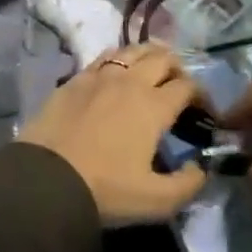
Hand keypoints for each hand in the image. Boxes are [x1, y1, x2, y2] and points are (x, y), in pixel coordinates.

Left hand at [19, 44, 208, 224]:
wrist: (47, 178)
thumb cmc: (105, 189)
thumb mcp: (156, 201)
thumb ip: (188, 185)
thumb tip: (200, 168)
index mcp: (153, 105)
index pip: (187, 86)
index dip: (202, 95)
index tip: (204, 111)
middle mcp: (130, 81)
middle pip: (162, 57)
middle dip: (178, 68)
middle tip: (179, 87)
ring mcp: (100, 75)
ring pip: (133, 50)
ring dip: (149, 56)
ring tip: (152, 71)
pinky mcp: (75, 78)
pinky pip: (104, 57)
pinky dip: (119, 59)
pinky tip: (118, 71)